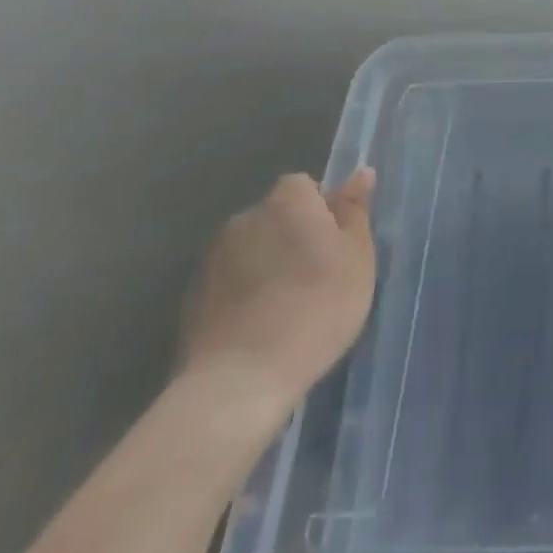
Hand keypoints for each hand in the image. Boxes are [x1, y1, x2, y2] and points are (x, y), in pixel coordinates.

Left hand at [179, 169, 377, 423]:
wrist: (241, 379)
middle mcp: (245, 218)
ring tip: (286, 308)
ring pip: (251, 250)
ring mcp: (212, 259)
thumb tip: (360, 173)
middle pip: (275, 217)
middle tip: (317, 278)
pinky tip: (259, 327)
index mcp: (287, 202)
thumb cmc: (317, 307)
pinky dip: (243, 294)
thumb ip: (354, 211)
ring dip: (266, 265)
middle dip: (292, 237)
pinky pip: (229, 282)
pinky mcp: (192, 298)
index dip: (320, 211)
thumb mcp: (356, 257)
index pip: (303, 186)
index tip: (334, 245)